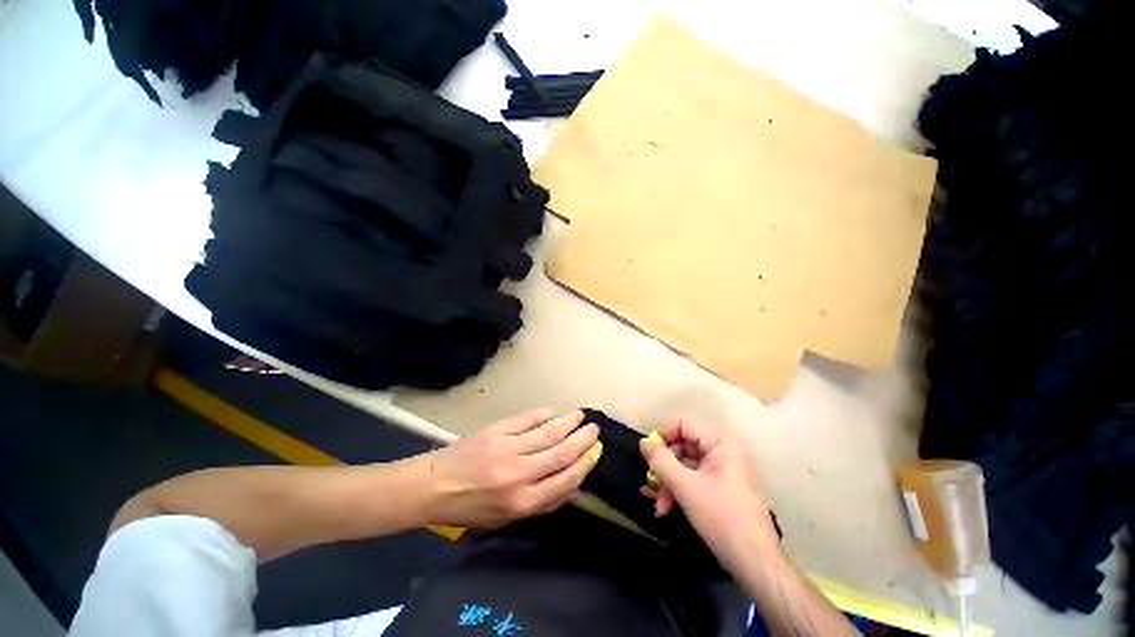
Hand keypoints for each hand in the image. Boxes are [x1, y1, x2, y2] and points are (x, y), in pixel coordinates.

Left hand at [419, 409, 600, 528]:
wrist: (435, 486)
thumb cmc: (472, 508)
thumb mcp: (508, 517)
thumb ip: (542, 503)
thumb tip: (573, 483)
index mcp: (522, 501)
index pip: (564, 480)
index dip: (584, 464)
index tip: (595, 452)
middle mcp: (519, 474)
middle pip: (560, 453)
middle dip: (582, 440)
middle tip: (594, 429)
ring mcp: (508, 448)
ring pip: (548, 432)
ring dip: (568, 422)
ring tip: (580, 416)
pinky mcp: (498, 430)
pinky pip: (527, 419)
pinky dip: (544, 414)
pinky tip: (554, 412)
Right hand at [640, 415, 779, 573]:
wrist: (754, 563)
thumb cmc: (722, 518)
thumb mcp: (685, 487)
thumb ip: (661, 461)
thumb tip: (643, 442)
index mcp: (721, 443)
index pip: (684, 423)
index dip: (663, 434)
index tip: (648, 454)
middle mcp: (722, 450)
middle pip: (682, 445)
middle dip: (665, 467)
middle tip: (652, 485)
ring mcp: (721, 469)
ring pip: (685, 464)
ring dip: (668, 482)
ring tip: (659, 506)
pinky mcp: (719, 486)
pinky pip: (692, 478)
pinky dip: (677, 489)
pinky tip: (663, 504)